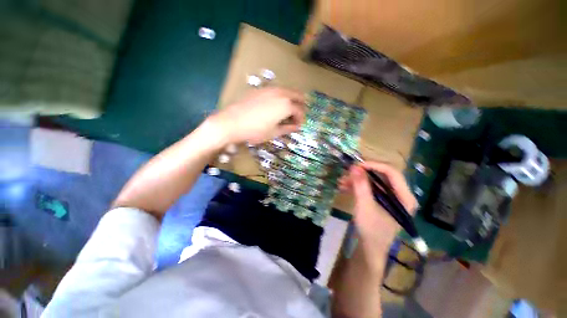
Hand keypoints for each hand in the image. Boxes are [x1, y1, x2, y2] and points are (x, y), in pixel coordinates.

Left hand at [210, 88, 305, 144]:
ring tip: (286, 112)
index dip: (301, 119)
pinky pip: (276, 91)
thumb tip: (296, 127)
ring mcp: (270, 89)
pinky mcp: (260, 89)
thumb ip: (288, 128)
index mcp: (286, 105)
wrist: (232, 122)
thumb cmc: (255, 131)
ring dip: (290, 100)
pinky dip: (280, 97)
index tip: (298, 126)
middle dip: (300, 106)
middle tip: (296, 116)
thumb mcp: (274, 132)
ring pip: (287, 91)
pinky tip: (274, 107)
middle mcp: (281, 93)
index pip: (300, 111)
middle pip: (298, 95)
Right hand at [339, 162, 416, 250]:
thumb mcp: (365, 206)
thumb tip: (354, 167)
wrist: (370, 249)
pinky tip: (344, 187)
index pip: (392, 173)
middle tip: (347, 173)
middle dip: (363, 174)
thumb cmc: (371, 230)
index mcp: (405, 197)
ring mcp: (391, 198)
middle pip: (382, 176)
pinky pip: (370, 189)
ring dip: (357, 180)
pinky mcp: (381, 201)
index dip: (374, 166)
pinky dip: (357, 187)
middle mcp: (400, 195)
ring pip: (374, 182)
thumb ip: (361, 185)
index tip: (357, 165)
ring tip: (341, 182)